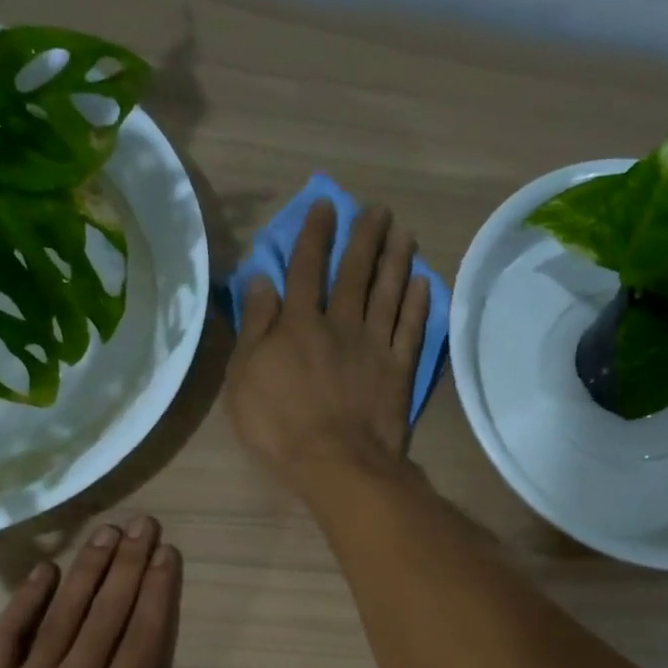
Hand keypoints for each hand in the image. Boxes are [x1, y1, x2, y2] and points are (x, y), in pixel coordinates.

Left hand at [0, 519, 277, 667]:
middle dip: (127, 564)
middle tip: (142, 523)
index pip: (142, 636)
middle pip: (106, 613)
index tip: (167, 552)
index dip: (156, 591)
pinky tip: (43, 572)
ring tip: (105, 532)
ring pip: (63, 615)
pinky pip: (8, 637)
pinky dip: (25, 602)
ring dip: (87, 570)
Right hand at [226, 200, 431, 497]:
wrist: (335, 461)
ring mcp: (374, 345)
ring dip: (395, 260)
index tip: (325, 206)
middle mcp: (340, 323)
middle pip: (354, 273)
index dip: (314, 235)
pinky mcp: (398, 369)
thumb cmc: (278, 424)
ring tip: (404, 233)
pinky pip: (410, 329)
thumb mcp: (245, 376)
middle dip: (365, 238)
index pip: (305, 269)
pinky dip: (417, 304)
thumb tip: (260, 279)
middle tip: (379, 210)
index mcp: (299, 323)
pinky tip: (422, 283)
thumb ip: (255, 325)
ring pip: (387, 293)